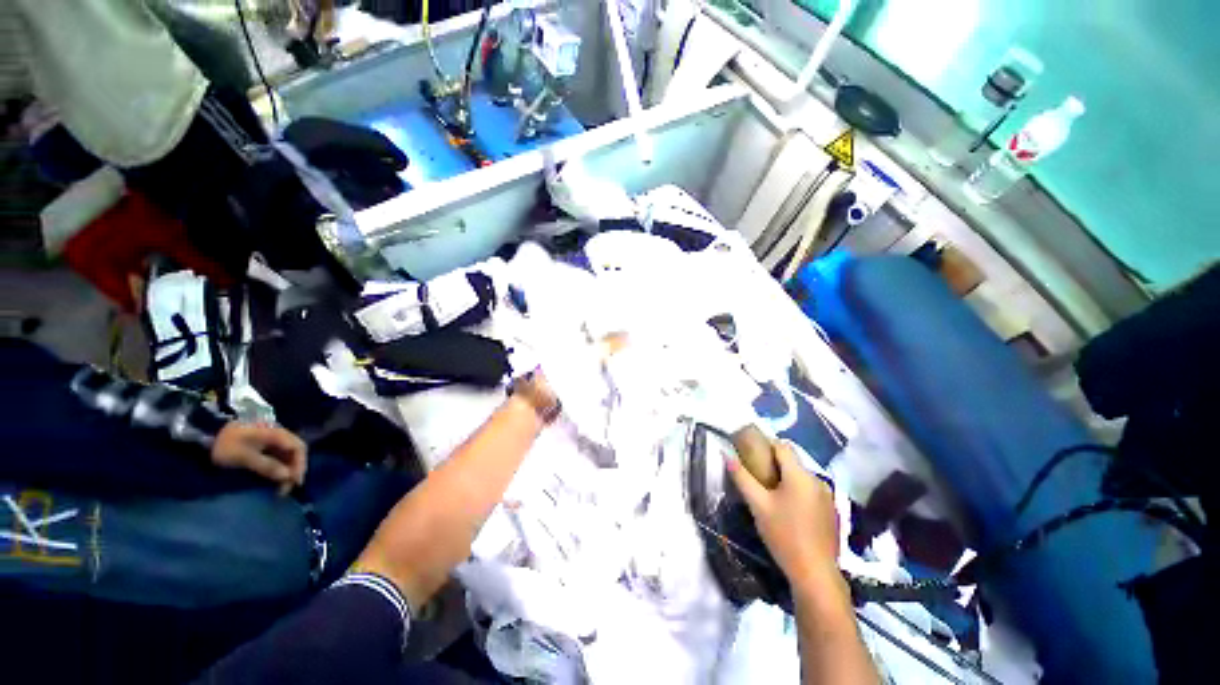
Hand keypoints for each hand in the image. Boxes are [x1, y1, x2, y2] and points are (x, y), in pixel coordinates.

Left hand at [212, 422, 307, 494]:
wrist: (209, 434)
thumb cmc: (226, 445)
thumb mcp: (243, 456)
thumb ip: (266, 465)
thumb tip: (287, 476)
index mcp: (277, 434)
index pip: (297, 447)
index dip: (300, 464)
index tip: (295, 481)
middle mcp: (280, 435)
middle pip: (296, 451)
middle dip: (295, 469)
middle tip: (290, 486)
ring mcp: (274, 440)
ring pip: (289, 455)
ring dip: (289, 470)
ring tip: (283, 486)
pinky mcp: (267, 445)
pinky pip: (281, 456)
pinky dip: (282, 468)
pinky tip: (277, 478)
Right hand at [727, 440, 839, 583]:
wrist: (816, 574)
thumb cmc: (784, 535)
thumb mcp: (758, 505)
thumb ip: (742, 477)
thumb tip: (726, 456)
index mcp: (800, 475)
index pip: (782, 446)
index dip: (765, 444)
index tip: (750, 453)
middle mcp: (817, 480)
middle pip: (792, 461)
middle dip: (774, 463)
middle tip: (756, 475)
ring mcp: (827, 496)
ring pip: (801, 476)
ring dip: (786, 478)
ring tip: (769, 493)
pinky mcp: (831, 511)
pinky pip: (810, 490)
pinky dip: (797, 491)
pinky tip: (788, 510)